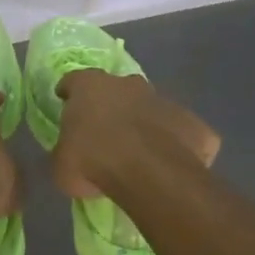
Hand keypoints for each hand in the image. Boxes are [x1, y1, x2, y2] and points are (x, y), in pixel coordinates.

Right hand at [51, 71, 218, 199]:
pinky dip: (174, 144)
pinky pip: (180, 132)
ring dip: (144, 123)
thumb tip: (68, 154)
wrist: (150, 174)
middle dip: (112, 105)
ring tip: (139, 152)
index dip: (69, 91)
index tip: (65, 101)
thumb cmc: (94, 162)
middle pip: (117, 89)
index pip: (73, 80)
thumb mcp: (61, 165)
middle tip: (105, 131)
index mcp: (90, 86)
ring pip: (150, 108)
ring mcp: (164, 100)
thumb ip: (65, 152)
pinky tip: (168, 165)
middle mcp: (129, 84)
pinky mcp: (193, 123)